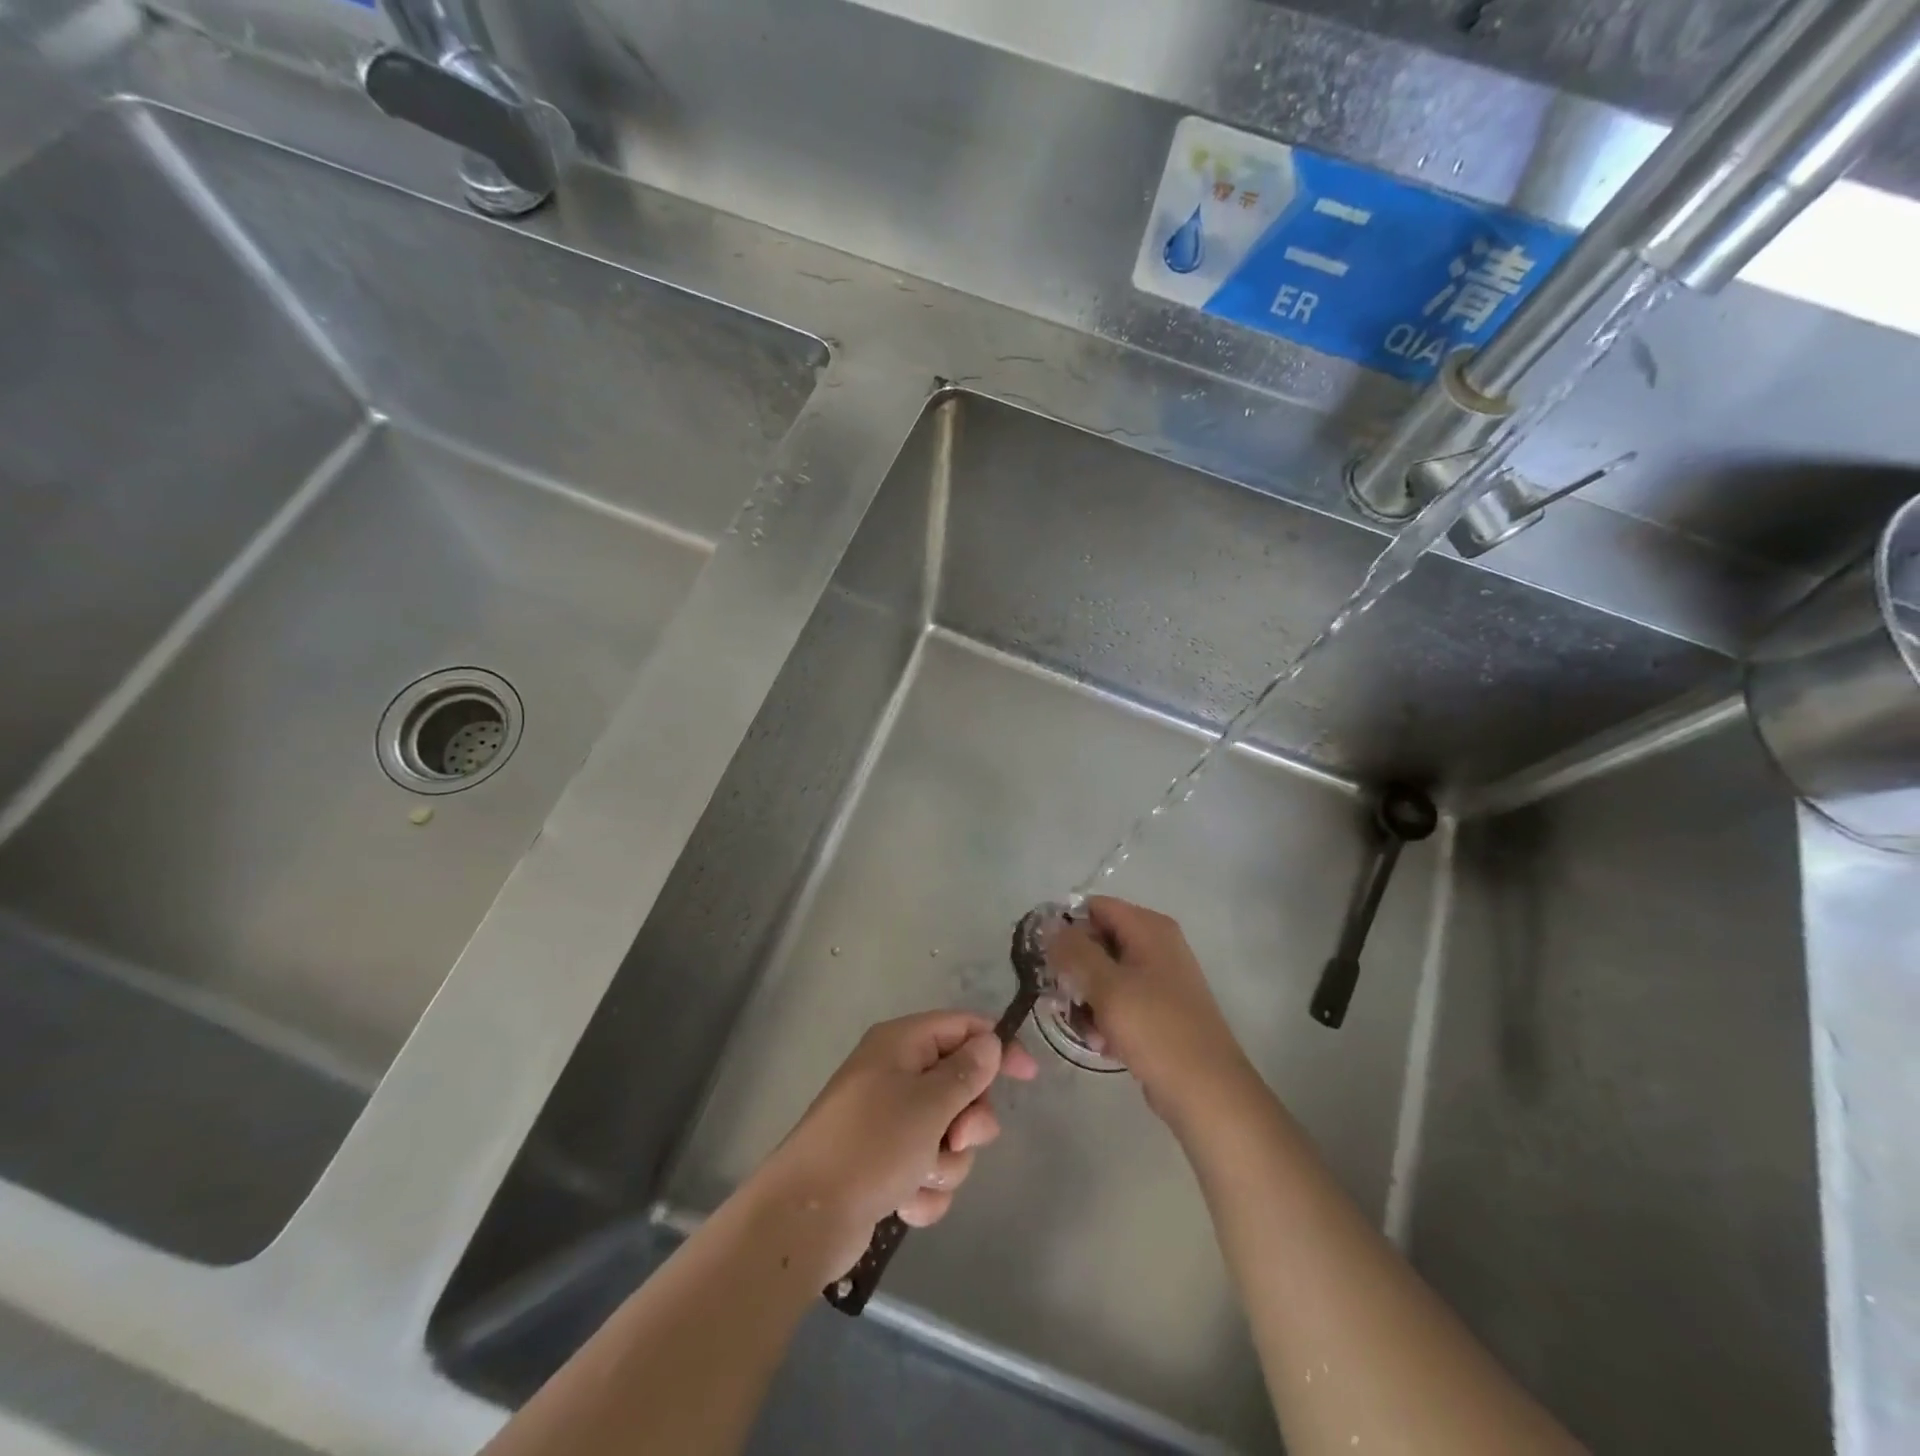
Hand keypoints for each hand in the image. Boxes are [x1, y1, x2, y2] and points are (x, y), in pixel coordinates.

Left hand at [748, 1011, 1037, 1281]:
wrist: (805, 1218)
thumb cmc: (870, 1145)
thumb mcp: (928, 1104)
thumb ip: (967, 1072)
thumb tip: (989, 1042)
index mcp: (901, 1045)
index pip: (962, 1028)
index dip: (997, 1047)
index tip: (1027, 1076)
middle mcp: (895, 1075)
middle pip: (960, 1086)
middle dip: (967, 1120)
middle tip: (957, 1138)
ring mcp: (889, 1122)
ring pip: (948, 1135)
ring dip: (945, 1162)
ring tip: (918, 1176)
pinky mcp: (885, 1164)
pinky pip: (927, 1170)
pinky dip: (923, 1189)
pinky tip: (904, 1203)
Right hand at [1046, 897, 1254, 1123]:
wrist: (1207, 1093)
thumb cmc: (1157, 1031)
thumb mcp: (1108, 987)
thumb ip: (1074, 952)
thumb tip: (1050, 928)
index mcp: (1149, 928)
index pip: (1095, 907)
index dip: (1066, 928)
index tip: (1045, 958)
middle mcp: (1156, 945)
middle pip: (1097, 941)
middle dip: (1075, 970)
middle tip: (1060, 998)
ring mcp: (1158, 979)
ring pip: (1103, 975)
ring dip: (1086, 1000)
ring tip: (1087, 1030)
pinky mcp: (1157, 1010)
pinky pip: (1118, 1001)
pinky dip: (1105, 1018)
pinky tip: (1103, 1044)